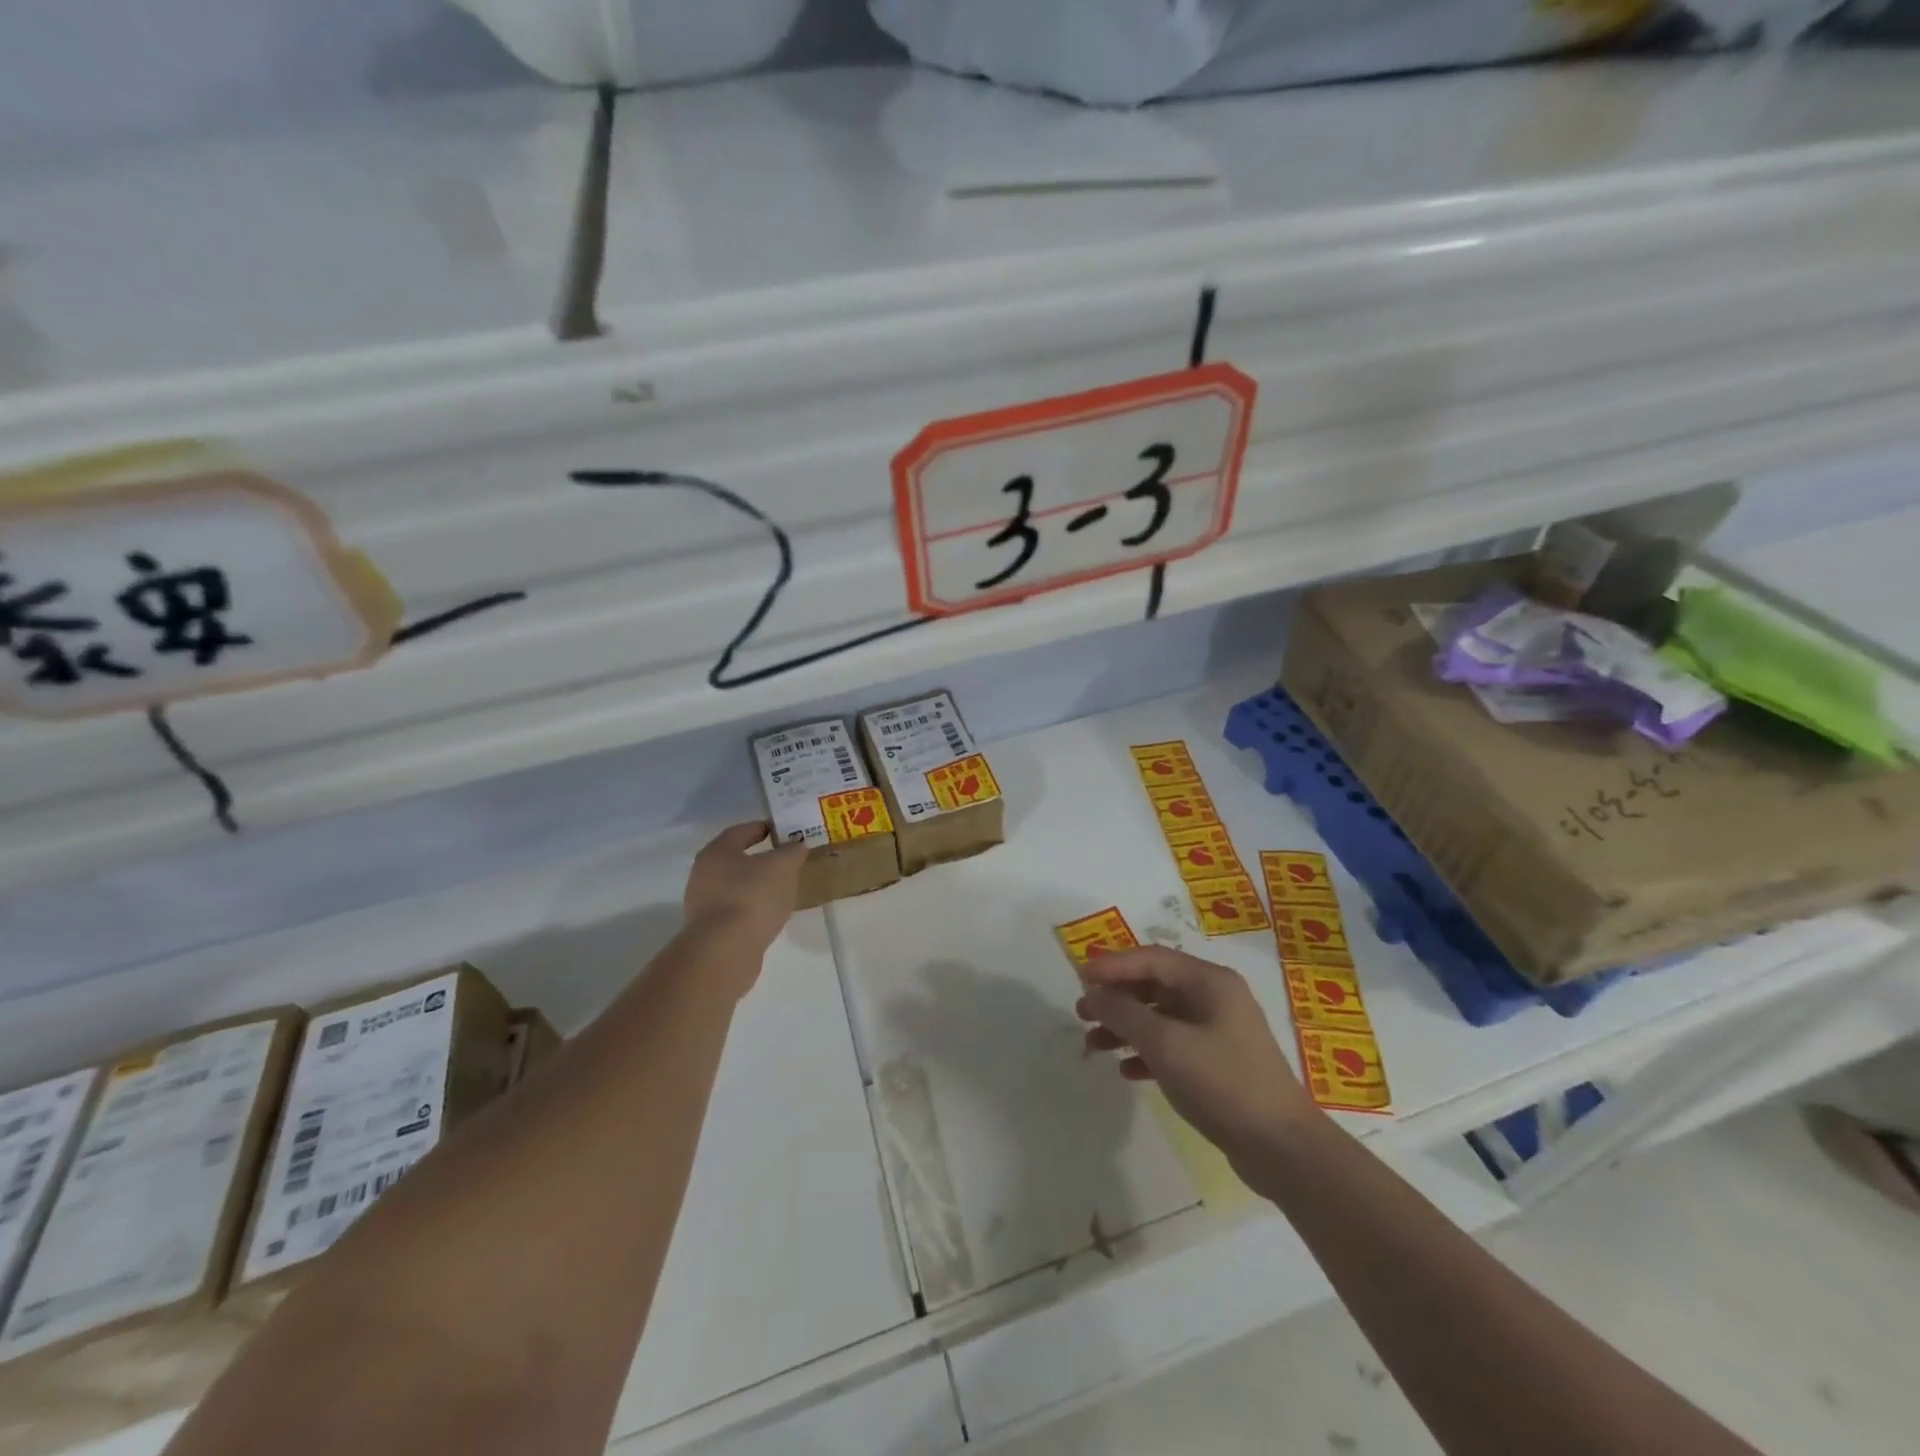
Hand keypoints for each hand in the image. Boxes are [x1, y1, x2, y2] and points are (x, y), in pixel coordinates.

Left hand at [682, 822, 806, 964]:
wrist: (725, 950)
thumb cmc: (753, 896)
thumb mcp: (783, 867)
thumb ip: (792, 852)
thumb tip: (796, 845)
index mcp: (717, 852)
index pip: (740, 831)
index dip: (762, 828)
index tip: (781, 831)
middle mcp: (703, 874)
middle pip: (735, 860)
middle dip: (759, 860)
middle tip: (784, 862)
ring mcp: (703, 904)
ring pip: (734, 887)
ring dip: (755, 886)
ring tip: (781, 891)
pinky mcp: (709, 930)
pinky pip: (735, 910)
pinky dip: (751, 908)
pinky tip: (768, 915)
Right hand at [1076, 946, 1316, 1167]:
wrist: (1282, 1149)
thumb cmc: (1223, 1083)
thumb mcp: (1166, 1045)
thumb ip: (1124, 1014)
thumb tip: (1093, 992)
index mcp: (1210, 981)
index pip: (1152, 958)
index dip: (1113, 965)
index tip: (1079, 977)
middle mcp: (1215, 998)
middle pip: (1155, 986)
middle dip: (1116, 998)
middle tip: (1081, 1013)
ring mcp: (1219, 1031)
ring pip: (1161, 1017)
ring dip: (1126, 1027)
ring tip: (1093, 1045)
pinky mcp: (1218, 1063)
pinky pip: (1173, 1045)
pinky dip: (1147, 1053)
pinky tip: (1126, 1070)